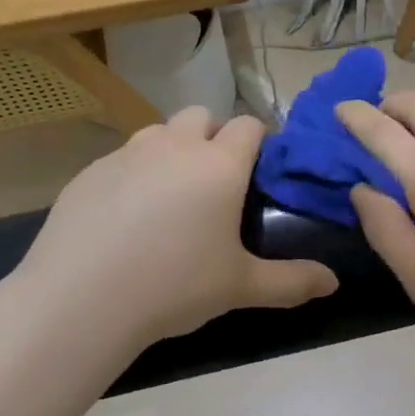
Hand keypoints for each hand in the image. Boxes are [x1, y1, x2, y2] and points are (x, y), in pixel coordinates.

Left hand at [5, 108, 337, 352]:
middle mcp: (175, 146)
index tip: (258, 171)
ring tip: (170, 196)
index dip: (258, 141)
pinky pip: (123, 157)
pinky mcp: (90, 171)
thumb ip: (292, 282)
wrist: (80, 299)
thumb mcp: (240, 287)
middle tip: (214, 184)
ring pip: (159, 132)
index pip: (249, 125)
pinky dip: (134, 173)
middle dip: (213, 136)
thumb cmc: (174, 285)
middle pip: (202, 116)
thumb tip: (334, 283)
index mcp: (219, 164)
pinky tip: (126, 216)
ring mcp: (127, 153)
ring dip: (172, 149)